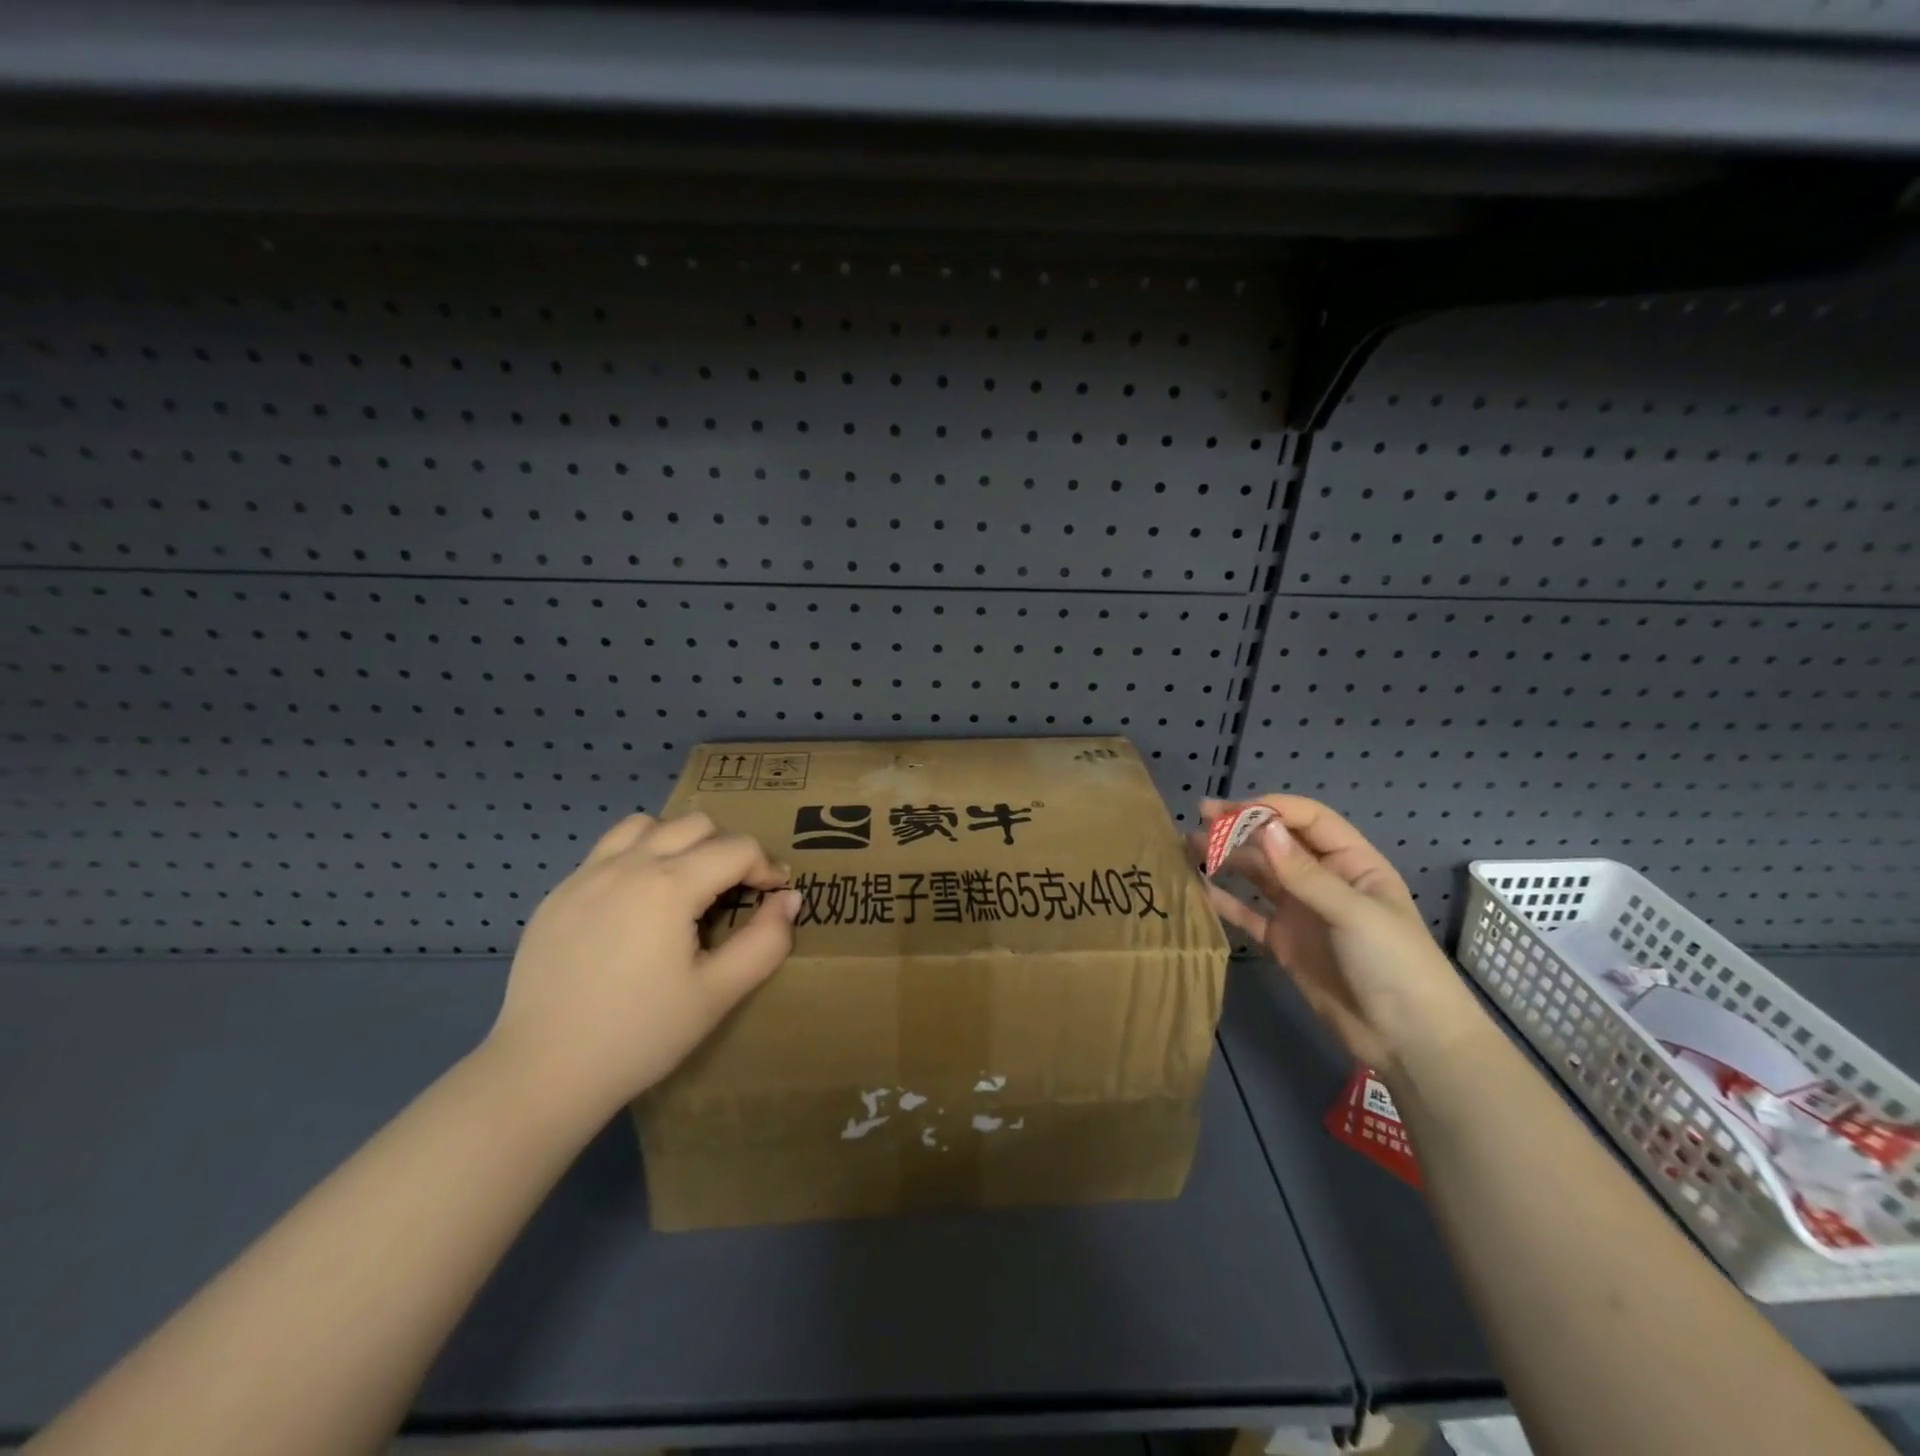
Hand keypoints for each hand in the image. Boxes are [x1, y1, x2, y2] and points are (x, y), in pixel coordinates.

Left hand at [486, 812, 799, 1116]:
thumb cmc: (640, 1034)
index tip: (773, 896)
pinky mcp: (558, 893)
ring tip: (684, 884)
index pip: (737, 848)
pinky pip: (608, 850)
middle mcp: (628, 864)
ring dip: (679, 842)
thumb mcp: (718, 994)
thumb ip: (765, 941)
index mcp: (669, 885)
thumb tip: (789, 899)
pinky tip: (636, 904)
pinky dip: (637, 857)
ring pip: (647, 825)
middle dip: (727, 849)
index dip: (766, 867)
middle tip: (734, 892)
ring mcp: (586, 875)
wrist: (542, 1073)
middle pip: (696, 824)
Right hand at [1197, 795, 1483, 1077]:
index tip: (1230, 811)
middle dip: (1240, 829)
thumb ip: (1304, 873)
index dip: (1270, 810)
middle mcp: (1324, 880)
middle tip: (1200, 819)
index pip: (1307, 821)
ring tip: (1189, 848)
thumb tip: (1262, 828)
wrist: (1408, 1041)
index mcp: (1352, 863)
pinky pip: (1249, 914)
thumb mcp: (1354, 913)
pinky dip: (1225, 900)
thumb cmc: (1395, 965)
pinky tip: (1199, 889)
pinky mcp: (1284, 942)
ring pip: (1258, 875)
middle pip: (1277, 843)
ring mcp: (1302, 912)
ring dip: (1227, 859)